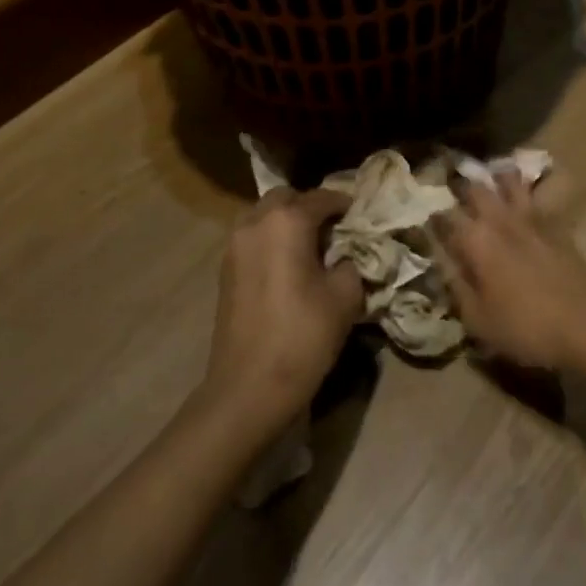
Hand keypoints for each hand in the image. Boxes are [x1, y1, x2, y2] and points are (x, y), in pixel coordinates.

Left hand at [203, 188, 362, 433]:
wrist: (248, 387)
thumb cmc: (303, 336)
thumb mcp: (345, 297)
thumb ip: (351, 263)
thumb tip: (346, 256)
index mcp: (287, 222)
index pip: (321, 198)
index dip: (344, 203)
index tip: (360, 215)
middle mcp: (256, 223)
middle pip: (286, 198)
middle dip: (310, 207)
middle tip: (333, 229)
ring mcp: (234, 246)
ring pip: (264, 216)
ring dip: (286, 222)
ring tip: (310, 247)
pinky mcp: (225, 270)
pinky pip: (252, 239)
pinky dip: (271, 241)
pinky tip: (288, 266)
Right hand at [433, 172, 585, 369]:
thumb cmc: (527, 327)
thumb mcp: (479, 321)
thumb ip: (457, 290)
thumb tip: (442, 267)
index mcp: (475, 241)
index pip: (443, 218)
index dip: (430, 217)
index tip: (422, 218)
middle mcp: (499, 220)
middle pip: (474, 188)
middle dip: (458, 185)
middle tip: (449, 186)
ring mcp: (530, 218)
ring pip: (508, 180)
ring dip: (494, 176)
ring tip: (485, 176)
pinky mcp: (554, 223)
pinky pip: (534, 194)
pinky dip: (523, 186)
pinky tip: (521, 190)